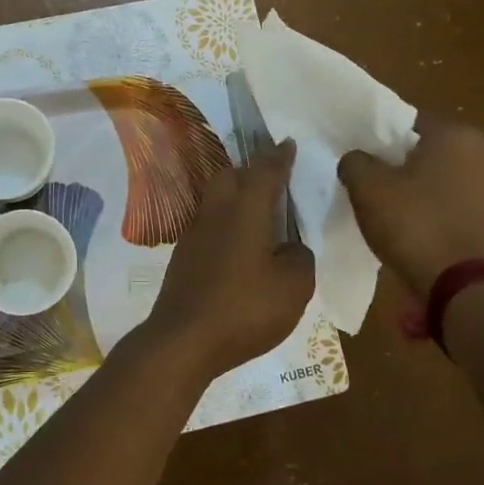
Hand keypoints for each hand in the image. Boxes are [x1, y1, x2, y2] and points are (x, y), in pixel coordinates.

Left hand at [142, 140, 315, 381]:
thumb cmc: (244, 309)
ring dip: (236, 196)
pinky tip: (239, 245)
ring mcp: (194, 234)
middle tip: (273, 179)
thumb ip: (300, 258)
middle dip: (252, 171)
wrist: (183, 340)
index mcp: (245, 210)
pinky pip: (209, 224)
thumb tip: (292, 248)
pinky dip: (226, 223)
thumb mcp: (294, 286)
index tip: (288, 144)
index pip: (265, 172)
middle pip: (231, 176)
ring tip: (259, 211)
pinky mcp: (184, 256)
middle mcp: (216, 212)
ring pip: (216, 199)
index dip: (280, 157)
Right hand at [338, 114, 483, 294]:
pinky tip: (411, 226)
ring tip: (388, 207)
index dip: (380, 136)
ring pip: (441, 176)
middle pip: (427, 148)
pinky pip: (453, 202)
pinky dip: (433, 208)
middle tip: (371, 181)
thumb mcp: (366, 186)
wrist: (457, 286)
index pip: (408, 121)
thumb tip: (357, 160)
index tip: (361, 157)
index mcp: (457, 134)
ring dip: (417, 186)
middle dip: (400, 162)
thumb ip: (355, 161)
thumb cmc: (413, 223)